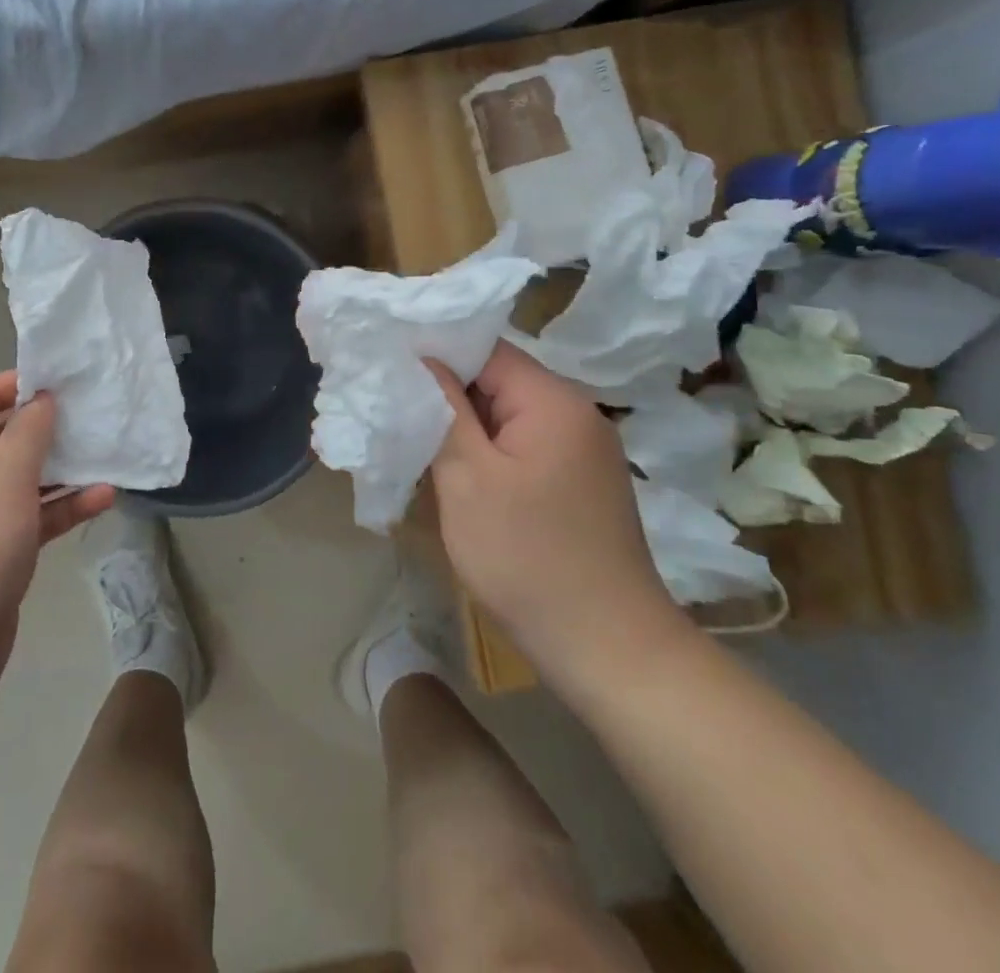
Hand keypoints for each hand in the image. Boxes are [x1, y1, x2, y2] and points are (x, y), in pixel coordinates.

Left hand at [0, 371, 114, 704]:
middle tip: (94, 411)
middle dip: (49, 425)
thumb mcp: (6, 475)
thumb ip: (30, 430)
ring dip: (64, 467)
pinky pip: (36, 513)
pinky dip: (65, 505)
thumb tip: (43, 398)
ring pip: (26, 476)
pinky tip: (105, 497)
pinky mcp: (0, 546)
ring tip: (107, 450)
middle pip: (6, 436)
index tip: (65, 379)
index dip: (20, 383)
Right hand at [426, 342, 688, 692]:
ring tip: (418, 439)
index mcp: (553, 401)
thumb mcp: (468, 478)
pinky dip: (490, 451)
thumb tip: (423, 359)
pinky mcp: (581, 481)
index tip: (390, 367)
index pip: (485, 350)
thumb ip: (443, 410)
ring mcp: (583, 449)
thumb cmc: (527, 557)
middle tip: (396, 409)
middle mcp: (576, 413)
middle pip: (498, 380)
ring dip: (466, 426)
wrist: (608, 649)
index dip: (436, 353)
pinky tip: (459, 473)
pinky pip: (525, 445)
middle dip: (447, 393)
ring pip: (508, 415)